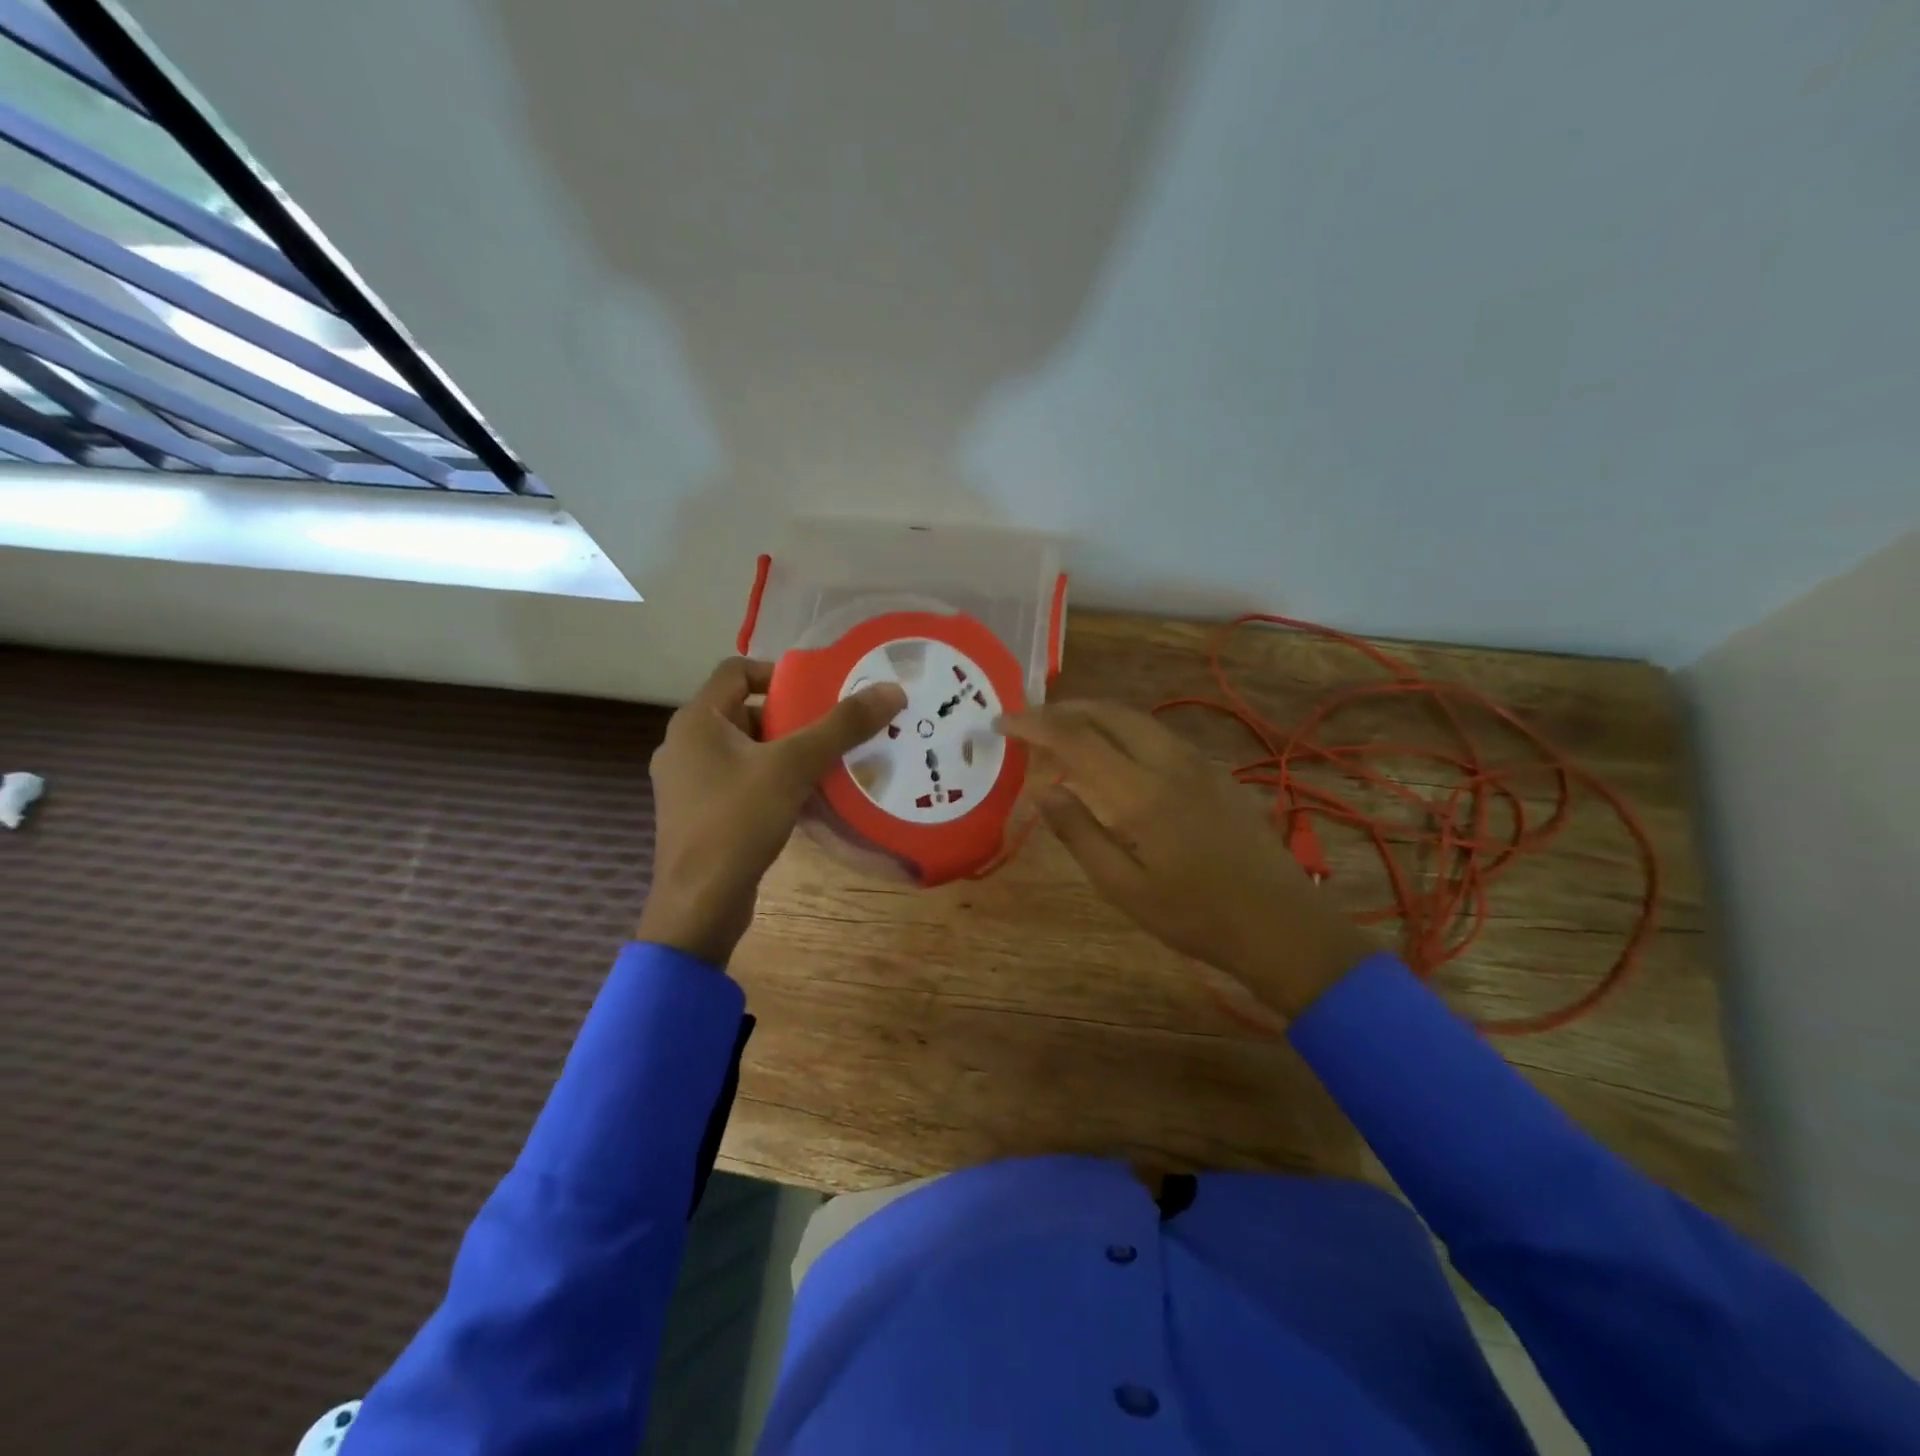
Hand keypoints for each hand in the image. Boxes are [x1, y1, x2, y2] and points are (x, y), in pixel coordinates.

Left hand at [639, 657, 906, 965]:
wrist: (699, 904)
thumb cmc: (738, 821)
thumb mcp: (794, 766)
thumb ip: (842, 726)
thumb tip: (891, 690)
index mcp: (696, 721)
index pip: (736, 670)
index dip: (779, 672)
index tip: (819, 691)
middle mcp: (685, 745)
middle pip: (744, 711)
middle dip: (790, 718)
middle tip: (833, 729)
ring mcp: (689, 783)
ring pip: (745, 750)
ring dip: (785, 752)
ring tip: (828, 763)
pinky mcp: (699, 815)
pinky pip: (740, 782)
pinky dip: (771, 781)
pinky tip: (806, 799)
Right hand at [997, 700, 1373, 1018]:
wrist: (1280, 924)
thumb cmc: (1194, 916)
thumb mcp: (1123, 888)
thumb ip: (1080, 834)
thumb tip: (1045, 791)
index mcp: (1141, 792)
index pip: (1076, 739)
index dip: (1035, 725)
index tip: (1002, 722)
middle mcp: (1170, 762)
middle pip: (1108, 712)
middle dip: (1063, 708)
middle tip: (1028, 720)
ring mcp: (1198, 763)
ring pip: (1136, 718)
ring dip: (1094, 715)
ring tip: (1063, 731)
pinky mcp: (1215, 772)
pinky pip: (1158, 734)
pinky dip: (1123, 730)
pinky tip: (1114, 755)